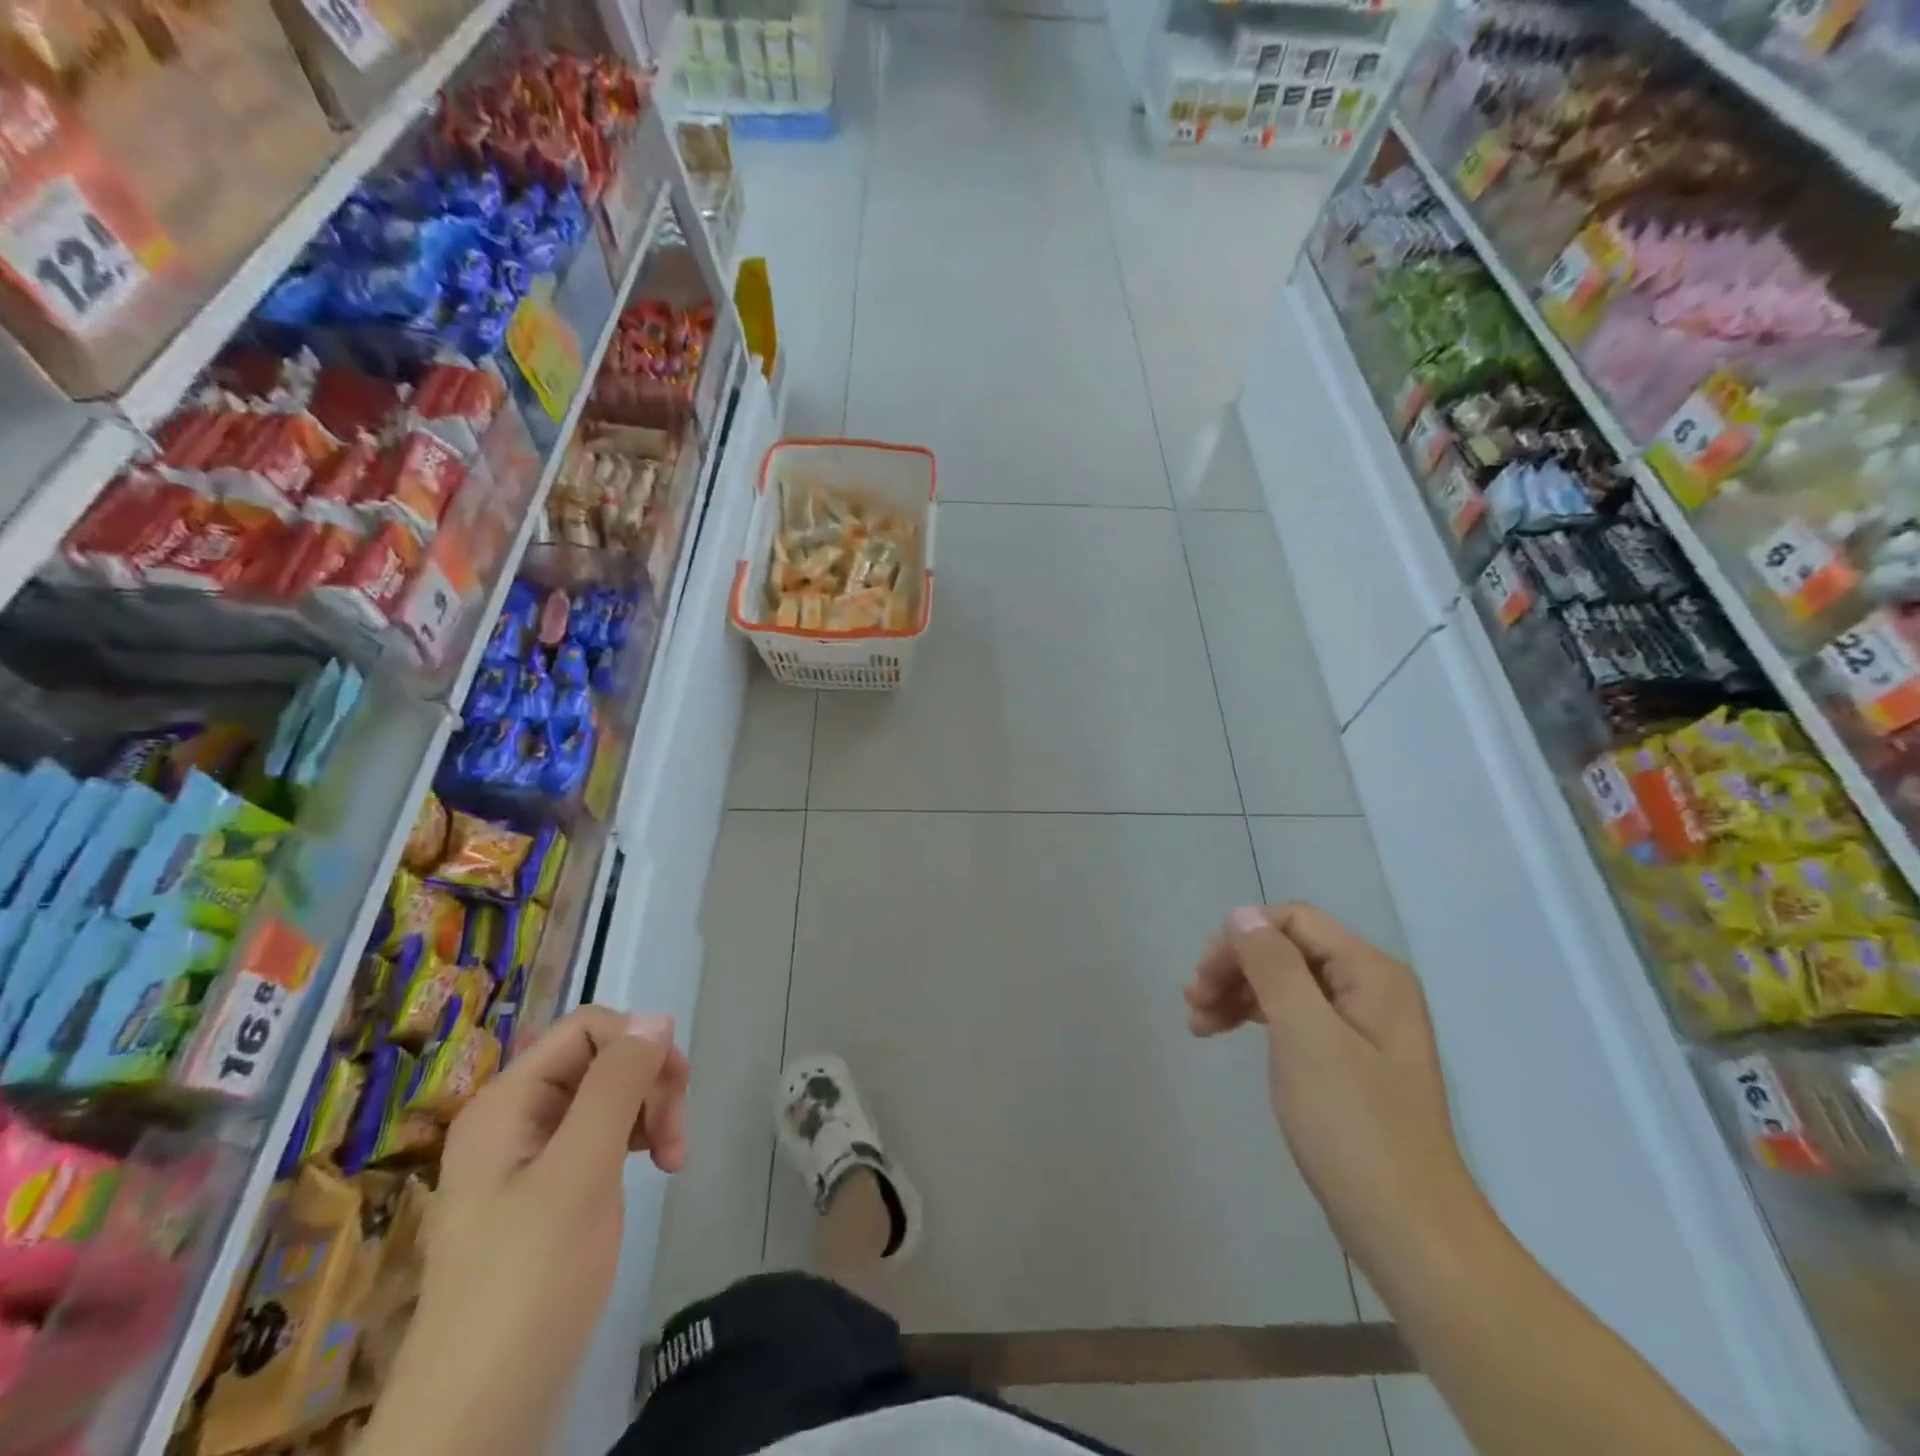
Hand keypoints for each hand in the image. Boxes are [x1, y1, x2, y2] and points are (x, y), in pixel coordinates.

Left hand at [369, 1007, 689, 1455]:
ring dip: (650, 1113)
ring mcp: (532, 1157)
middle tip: (674, 1137)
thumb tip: (657, 1016)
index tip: (675, 1088)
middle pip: (601, 1060)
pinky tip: (655, 1167)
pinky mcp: (551, 1192)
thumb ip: (617, 1085)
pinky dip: (636, 1141)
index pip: (587, 1029)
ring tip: (673, 1159)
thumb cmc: (529, 1281)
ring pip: (609, 1096)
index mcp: (507, 1102)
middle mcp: (516, 1118)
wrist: (480, 1415)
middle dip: (649, 1084)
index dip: (637, 1043)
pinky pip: (603, 1136)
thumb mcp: (580, 1171)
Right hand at [1186, 904, 1480, 1273]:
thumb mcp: (1304, 1035)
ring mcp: (1361, 1025)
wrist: (1407, 1230)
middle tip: (1193, 1001)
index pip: (1294, 921)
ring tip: (1198, 1023)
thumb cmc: (1353, 1125)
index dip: (1242, 937)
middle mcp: (1370, 988)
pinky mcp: (1349, 1059)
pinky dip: (1256, 1019)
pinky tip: (1225, 1033)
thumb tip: (1242, 915)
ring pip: (1286, 983)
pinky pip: (1294, 1017)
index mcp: (1370, 973)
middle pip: (1287, 949)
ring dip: (1238, 993)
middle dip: (1235, 967)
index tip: (1203, 975)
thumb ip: (1273, 965)